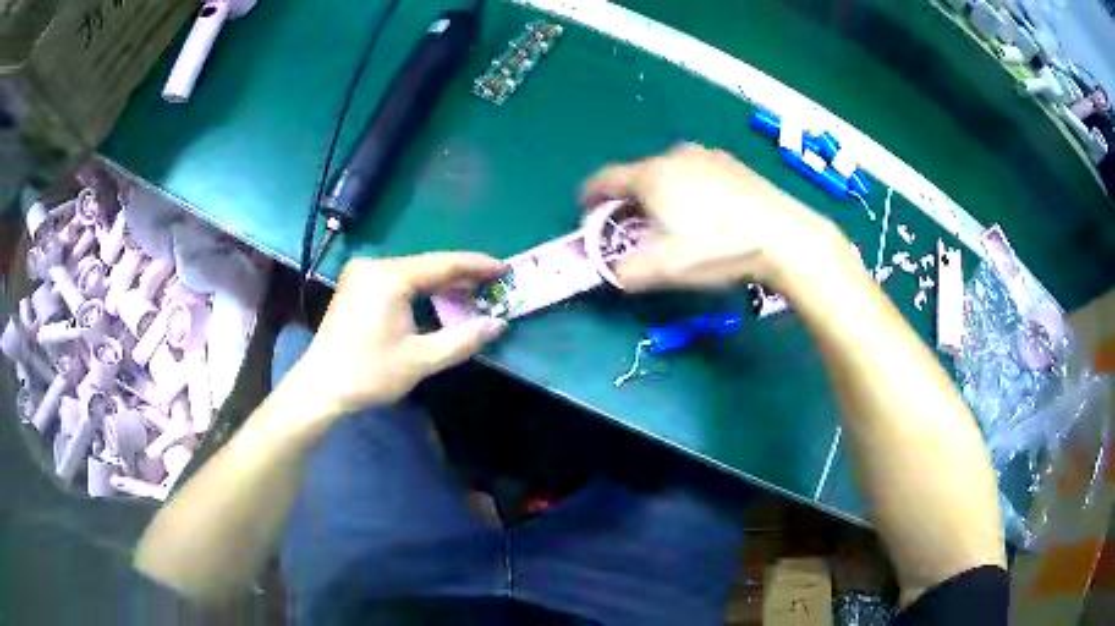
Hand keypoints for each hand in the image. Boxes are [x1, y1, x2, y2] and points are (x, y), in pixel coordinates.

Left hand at [288, 253, 507, 420]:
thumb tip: (498, 324)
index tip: (504, 268)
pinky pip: (397, 279)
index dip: (476, 266)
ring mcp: (361, 274)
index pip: (443, 264)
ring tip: (471, 294)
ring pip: (412, 272)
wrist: (321, 387)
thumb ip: (463, 339)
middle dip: (460, 276)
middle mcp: (374, 266)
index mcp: (390, 277)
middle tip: (492, 284)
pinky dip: (420, 289)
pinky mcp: (355, 285)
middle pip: (427, 265)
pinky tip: (437, 299)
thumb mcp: (421, 360)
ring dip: (441, 284)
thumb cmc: (370, 373)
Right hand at [581, 143, 853, 291]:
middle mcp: (674, 156)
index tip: (585, 208)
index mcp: (651, 176)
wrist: (782, 235)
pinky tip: (707, 211)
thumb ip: (628, 272)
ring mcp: (707, 156)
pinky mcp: (732, 163)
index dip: (590, 194)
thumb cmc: (716, 247)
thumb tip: (614, 274)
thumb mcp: (665, 268)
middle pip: (638, 174)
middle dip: (629, 198)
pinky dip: (689, 187)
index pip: (605, 179)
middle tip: (632, 225)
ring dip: (661, 191)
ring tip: (672, 218)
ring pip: (670, 171)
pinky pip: (697, 172)